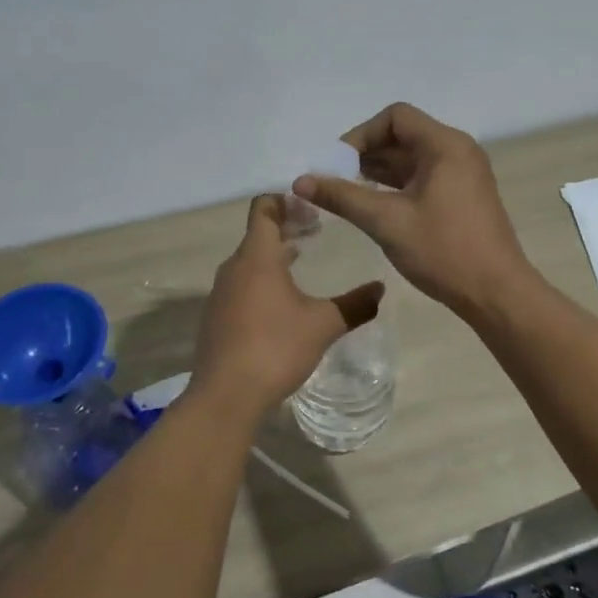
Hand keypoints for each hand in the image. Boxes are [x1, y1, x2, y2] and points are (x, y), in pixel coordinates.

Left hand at [188, 196, 383, 420]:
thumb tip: (381, 289)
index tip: (311, 208)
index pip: (264, 209)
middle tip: (316, 231)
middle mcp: (234, 267)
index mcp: (257, 257)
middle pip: (258, 234)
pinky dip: (260, 279)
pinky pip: (240, 284)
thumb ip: (355, 304)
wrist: (226, 395)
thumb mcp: (324, 325)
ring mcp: (221, 292)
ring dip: (274, 255)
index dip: (286, 201)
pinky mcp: (216, 316)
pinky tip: (280, 302)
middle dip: (286, 228)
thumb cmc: (276, 348)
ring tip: (301, 261)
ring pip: (248, 261)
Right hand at [293, 102, 535, 316]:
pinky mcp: (463, 195)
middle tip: (336, 180)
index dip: (361, 135)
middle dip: (366, 153)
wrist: (496, 292)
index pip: (395, 117)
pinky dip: (397, 185)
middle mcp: (458, 151)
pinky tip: (374, 205)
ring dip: (380, 170)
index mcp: (445, 146)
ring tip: (348, 194)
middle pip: (404, 135)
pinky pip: (424, 176)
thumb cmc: (443, 251)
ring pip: (413, 158)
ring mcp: (463, 174)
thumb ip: (342, 196)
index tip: (338, 164)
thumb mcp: (386, 221)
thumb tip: (300, 181)